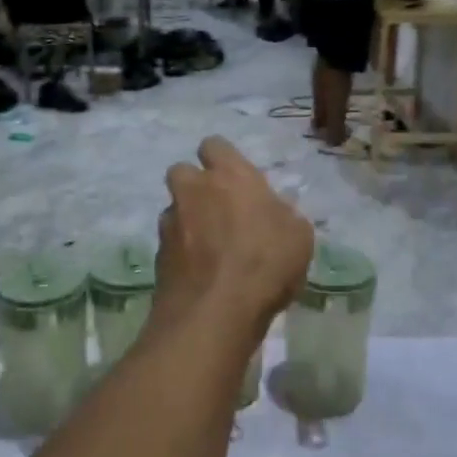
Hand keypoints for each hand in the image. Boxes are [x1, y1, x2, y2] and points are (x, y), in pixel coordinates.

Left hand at [157, 138, 313, 333]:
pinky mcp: (158, 254)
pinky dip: (182, 251)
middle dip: (195, 185)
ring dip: (187, 219)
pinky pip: (170, 242)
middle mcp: (193, 190)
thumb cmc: (266, 263)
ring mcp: (170, 222)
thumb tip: (272, 211)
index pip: (214, 145)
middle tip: (218, 209)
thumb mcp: (298, 236)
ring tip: (210, 247)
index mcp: (229, 176)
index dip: (222, 159)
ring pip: (173, 208)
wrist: (215, 311)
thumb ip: (282, 214)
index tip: (236, 179)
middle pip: (182, 171)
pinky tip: (201, 272)